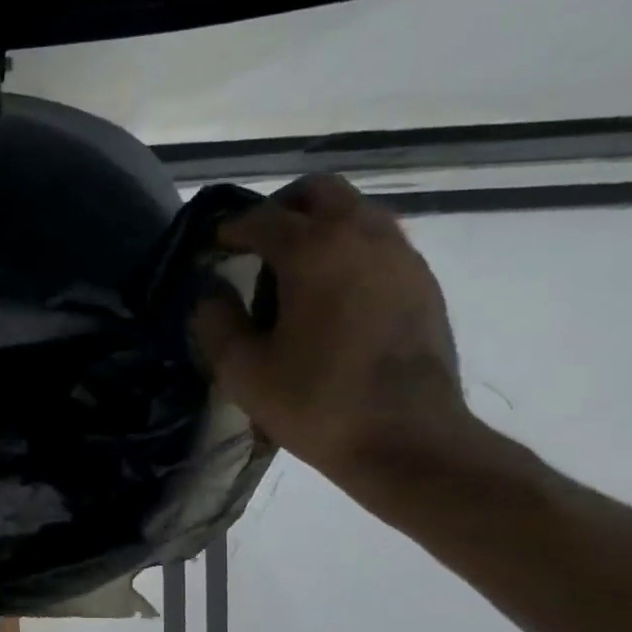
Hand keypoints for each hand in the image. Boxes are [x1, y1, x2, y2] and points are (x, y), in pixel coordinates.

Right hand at [191, 174, 472, 504]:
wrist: (406, 439)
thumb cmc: (314, 403)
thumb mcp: (242, 370)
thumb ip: (216, 321)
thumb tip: (210, 293)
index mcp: (315, 250)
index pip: (262, 218)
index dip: (228, 229)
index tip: (210, 248)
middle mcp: (363, 235)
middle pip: (318, 192)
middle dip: (279, 210)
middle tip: (253, 247)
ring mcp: (401, 255)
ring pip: (354, 212)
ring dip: (317, 228)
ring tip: (291, 275)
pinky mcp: (422, 282)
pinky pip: (377, 243)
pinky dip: (347, 251)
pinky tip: (330, 298)